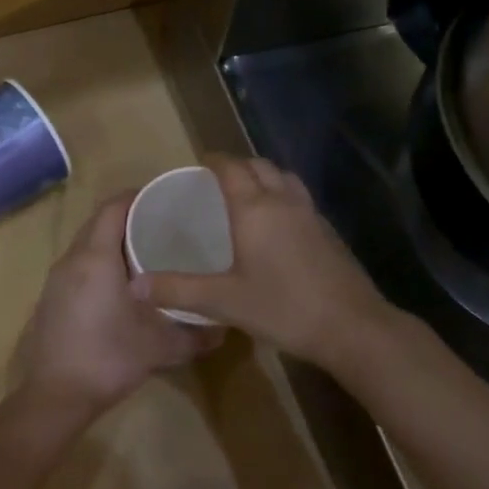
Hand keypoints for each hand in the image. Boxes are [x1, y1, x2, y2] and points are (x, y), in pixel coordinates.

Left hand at [12, 192, 221, 420]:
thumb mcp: (160, 347)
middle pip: (98, 222)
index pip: (113, 207)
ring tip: (145, 252)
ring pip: (86, 244)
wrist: (55, 397)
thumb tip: (225, 328)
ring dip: (111, 241)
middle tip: (162, 225)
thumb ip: (196, 335)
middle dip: (127, 217)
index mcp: (96, 257)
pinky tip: (120, 284)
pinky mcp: (50, 299)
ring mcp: (56, 279)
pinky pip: (77, 265)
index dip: (137, 197)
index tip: (165, 200)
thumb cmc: (108, 359)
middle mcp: (72, 259)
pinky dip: (98, 262)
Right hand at [128, 154, 395, 369]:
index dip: (214, 161)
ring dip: (265, 176)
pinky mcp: (328, 232)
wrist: (353, 327)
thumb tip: (135, 284)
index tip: (199, 162)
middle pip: (260, 166)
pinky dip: (283, 196)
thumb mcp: (224, 301)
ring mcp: (311, 215)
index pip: (231, 168)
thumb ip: (178, 290)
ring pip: (285, 178)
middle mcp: (283, 202)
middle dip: (238, 165)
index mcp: (255, 208)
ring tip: (248, 193)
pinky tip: (277, 224)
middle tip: (218, 179)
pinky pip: (300, 198)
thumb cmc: (284, 307)